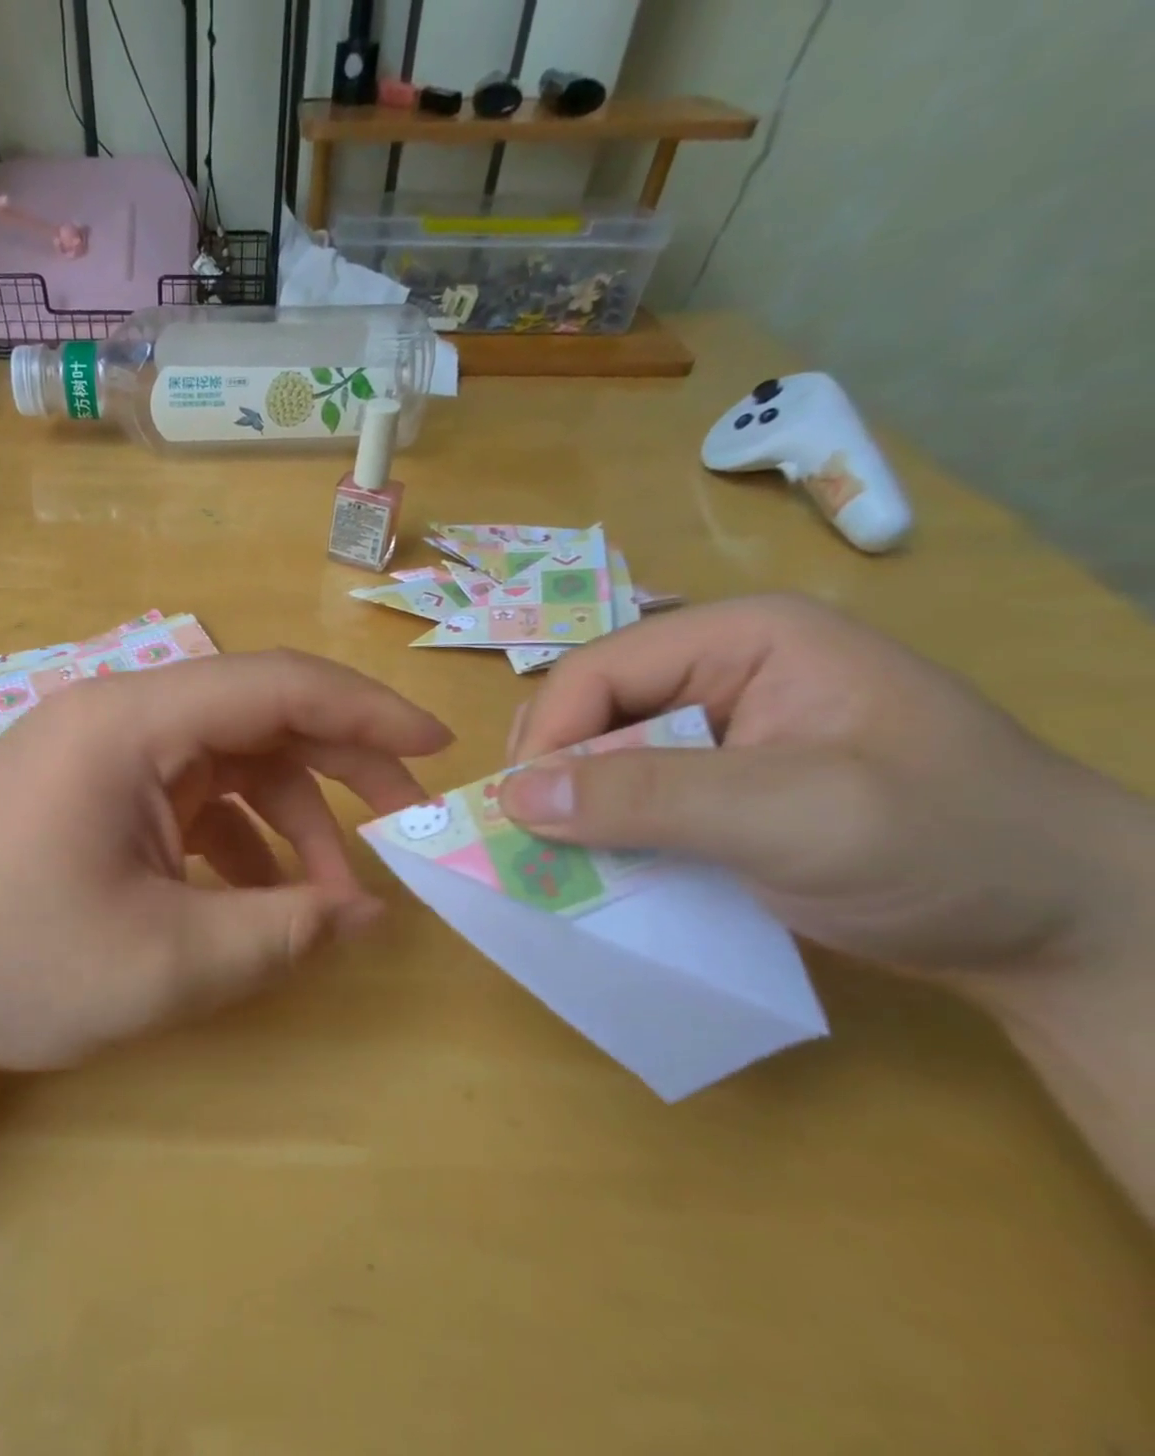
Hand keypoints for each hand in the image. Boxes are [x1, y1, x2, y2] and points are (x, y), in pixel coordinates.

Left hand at [0, 651, 450, 1083]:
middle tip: (405, 823)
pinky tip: (254, 898)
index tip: (435, 750)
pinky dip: (236, 838)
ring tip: (327, 900)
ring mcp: (103, 751)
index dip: (367, 711)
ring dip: (288, 820)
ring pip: (228, 762)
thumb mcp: (163, 964)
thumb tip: (367, 916)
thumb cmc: (8, 962)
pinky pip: (189, 796)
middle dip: (341, 766)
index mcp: (133, 722)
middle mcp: (121, 715)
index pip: (276, 684)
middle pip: (258, 715)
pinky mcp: (92, 789)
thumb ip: (279, 935)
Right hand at [495, 595, 1153, 995]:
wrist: (1070, 934)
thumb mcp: (794, 816)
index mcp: (743, 639)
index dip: (549, 736)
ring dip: (574, 805)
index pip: (599, 670)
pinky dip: (604, 829)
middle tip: (539, 840)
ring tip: (565, 858)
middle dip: (556, 772)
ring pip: (601, 752)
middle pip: (590, 707)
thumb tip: (512, 798)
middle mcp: (720, 670)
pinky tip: (603, 864)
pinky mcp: (719, 782)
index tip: (522, 815)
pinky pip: (631, 793)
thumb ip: (649, 798)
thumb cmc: (947, 848)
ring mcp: (719, 728)